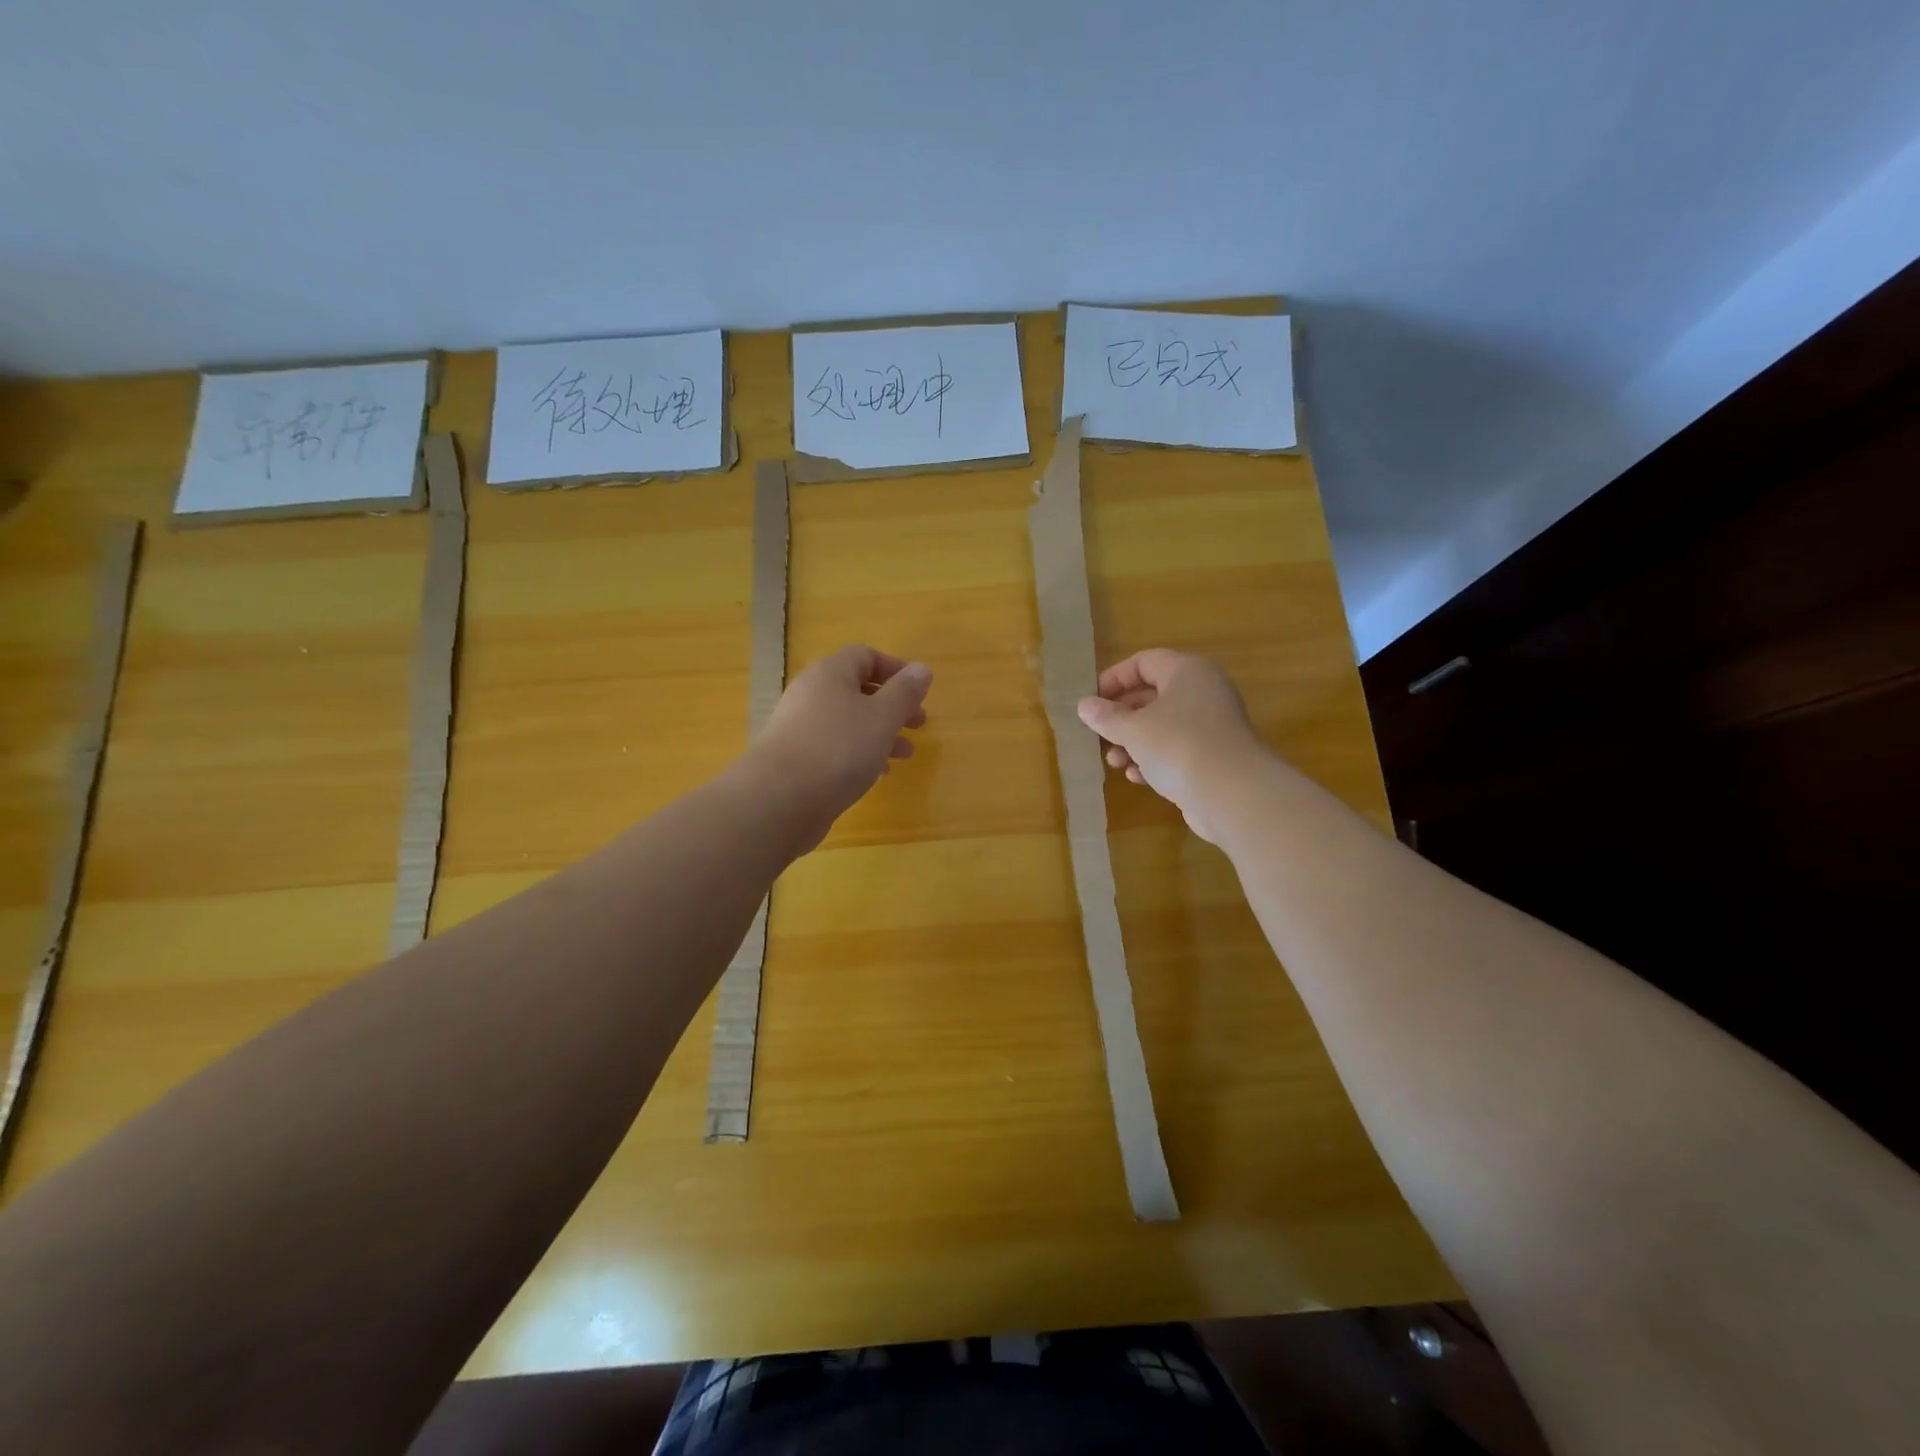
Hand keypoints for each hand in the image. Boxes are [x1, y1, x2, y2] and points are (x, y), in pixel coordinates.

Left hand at [747, 645, 930, 851]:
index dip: (895, 669)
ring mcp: (799, 728)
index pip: (865, 656)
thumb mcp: (883, 717)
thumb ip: (905, 692)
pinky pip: (834, 747)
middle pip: (857, 690)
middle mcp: (811, 694)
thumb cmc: (839, 749)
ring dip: (880, 733)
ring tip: (906, 754)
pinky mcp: (795, 759)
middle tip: (919, 724)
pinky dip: (859, 754)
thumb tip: (921, 668)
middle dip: (892, 706)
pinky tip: (877, 774)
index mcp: (830, 674)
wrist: (779, 800)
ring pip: (848, 722)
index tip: (919, 690)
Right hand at [1076, 648, 1264, 843]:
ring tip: (1113, 761)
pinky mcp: (1214, 757)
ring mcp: (1211, 726)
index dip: (1114, 679)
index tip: (1090, 700)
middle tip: (1098, 733)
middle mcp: (1202, 692)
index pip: (1144, 662)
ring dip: (1133, 743)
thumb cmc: (1178, 746)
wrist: (1232, 794)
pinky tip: (1136, 777)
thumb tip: (1085, 705)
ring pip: (1162, 726)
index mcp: (1187, 672)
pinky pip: (1176, 750)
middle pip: (1152, 695)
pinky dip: (1154, 760)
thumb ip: (1106, 717)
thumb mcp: (1133, 730)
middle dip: (1121, 717)